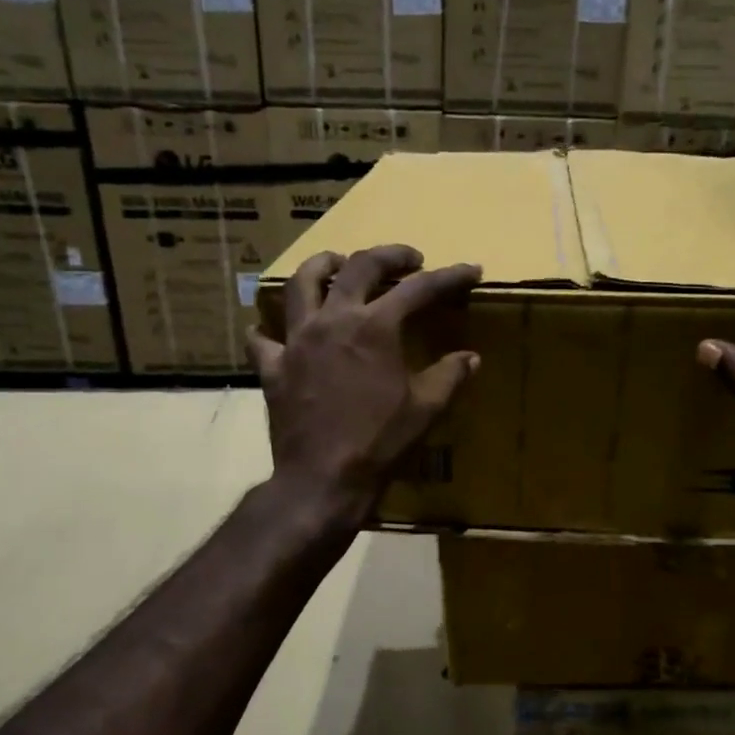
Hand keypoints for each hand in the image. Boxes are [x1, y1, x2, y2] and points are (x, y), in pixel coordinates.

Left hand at [249, 244, 481, 522]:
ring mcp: (296, 341)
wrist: (324, 480)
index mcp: (375, 327)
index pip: (419, 289)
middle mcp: (333, 320)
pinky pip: (263, 339)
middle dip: (388, 255)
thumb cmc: (381, 443)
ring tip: (337, 265)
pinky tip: (274, 331)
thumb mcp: (426, 410)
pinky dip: (269, 330)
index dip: (449, 277)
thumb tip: (470, 358)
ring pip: (301, 284)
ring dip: (323, 266)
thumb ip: (450, 376)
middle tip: (408, 259)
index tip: (471, 271)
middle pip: (358, 267)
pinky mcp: (272, 368)